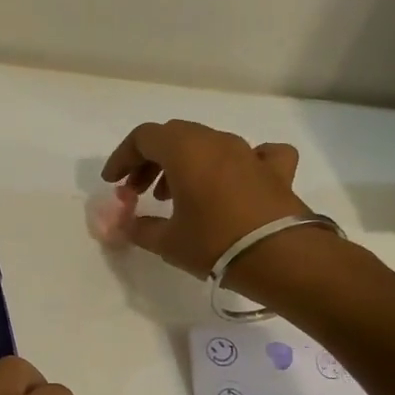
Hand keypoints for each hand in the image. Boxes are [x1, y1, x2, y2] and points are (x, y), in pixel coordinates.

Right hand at [100, 119, 309, 276]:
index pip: (144, 138)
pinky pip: (255, 154)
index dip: (123, 158)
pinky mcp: (276, 170)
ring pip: (208, 144)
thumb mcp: (166, 241)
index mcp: (185, 150)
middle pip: (174, 136)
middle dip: (150, 160)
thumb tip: (124, 226)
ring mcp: (249, 152)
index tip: (113, 183)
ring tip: (175, 197)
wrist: (281, 257)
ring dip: (185, 163)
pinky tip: (236, 181)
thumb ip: (138, 228)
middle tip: (139, 191)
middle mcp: (217, 142)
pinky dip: (238, 164)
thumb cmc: (214, 243)